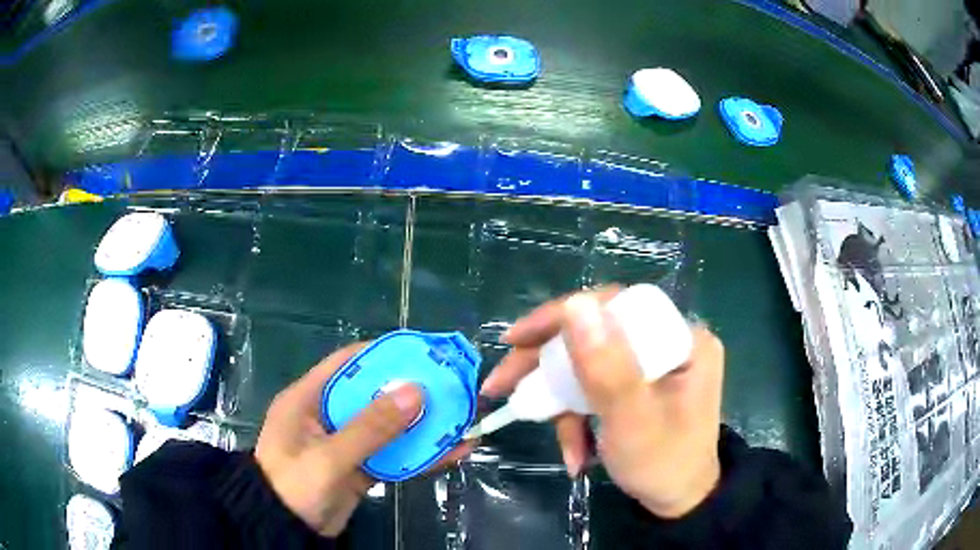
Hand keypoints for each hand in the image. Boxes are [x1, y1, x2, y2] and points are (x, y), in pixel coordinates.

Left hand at [254, 343, 472, 535]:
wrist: (286, 530)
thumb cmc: (293, 486)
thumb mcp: (328, 457)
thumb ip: (370, 428)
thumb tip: (416, 391)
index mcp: (309, 398)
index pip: (347, 363)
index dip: (383, 355)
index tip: (422, 353)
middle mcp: (328, 415)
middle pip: (374, 395)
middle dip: (412, 393)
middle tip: (452, 387)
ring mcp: (346, 444)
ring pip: (388, 428)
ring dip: (422, 426)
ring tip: (461, 419)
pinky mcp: (360, 468)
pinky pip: (393, 456)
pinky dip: (419, 455)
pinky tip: (451, 452)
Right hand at [481, 289, 723, 517]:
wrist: (678, 503)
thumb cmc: (663, 465)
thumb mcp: (633, 421)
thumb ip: (606, 368)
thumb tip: (574, 304)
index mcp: (683, 340)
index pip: (614, 306)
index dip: (562, 316)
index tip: (517, 340)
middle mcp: (669, 342)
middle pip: (596, 335)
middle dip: (547, 367)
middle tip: (501, 386)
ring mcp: (652, 366)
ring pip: (589, 365)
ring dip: (561, 403)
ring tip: (556, 443)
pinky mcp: (637, 386)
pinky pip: (595, 388)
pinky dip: (577, 416)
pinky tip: (576, 452)